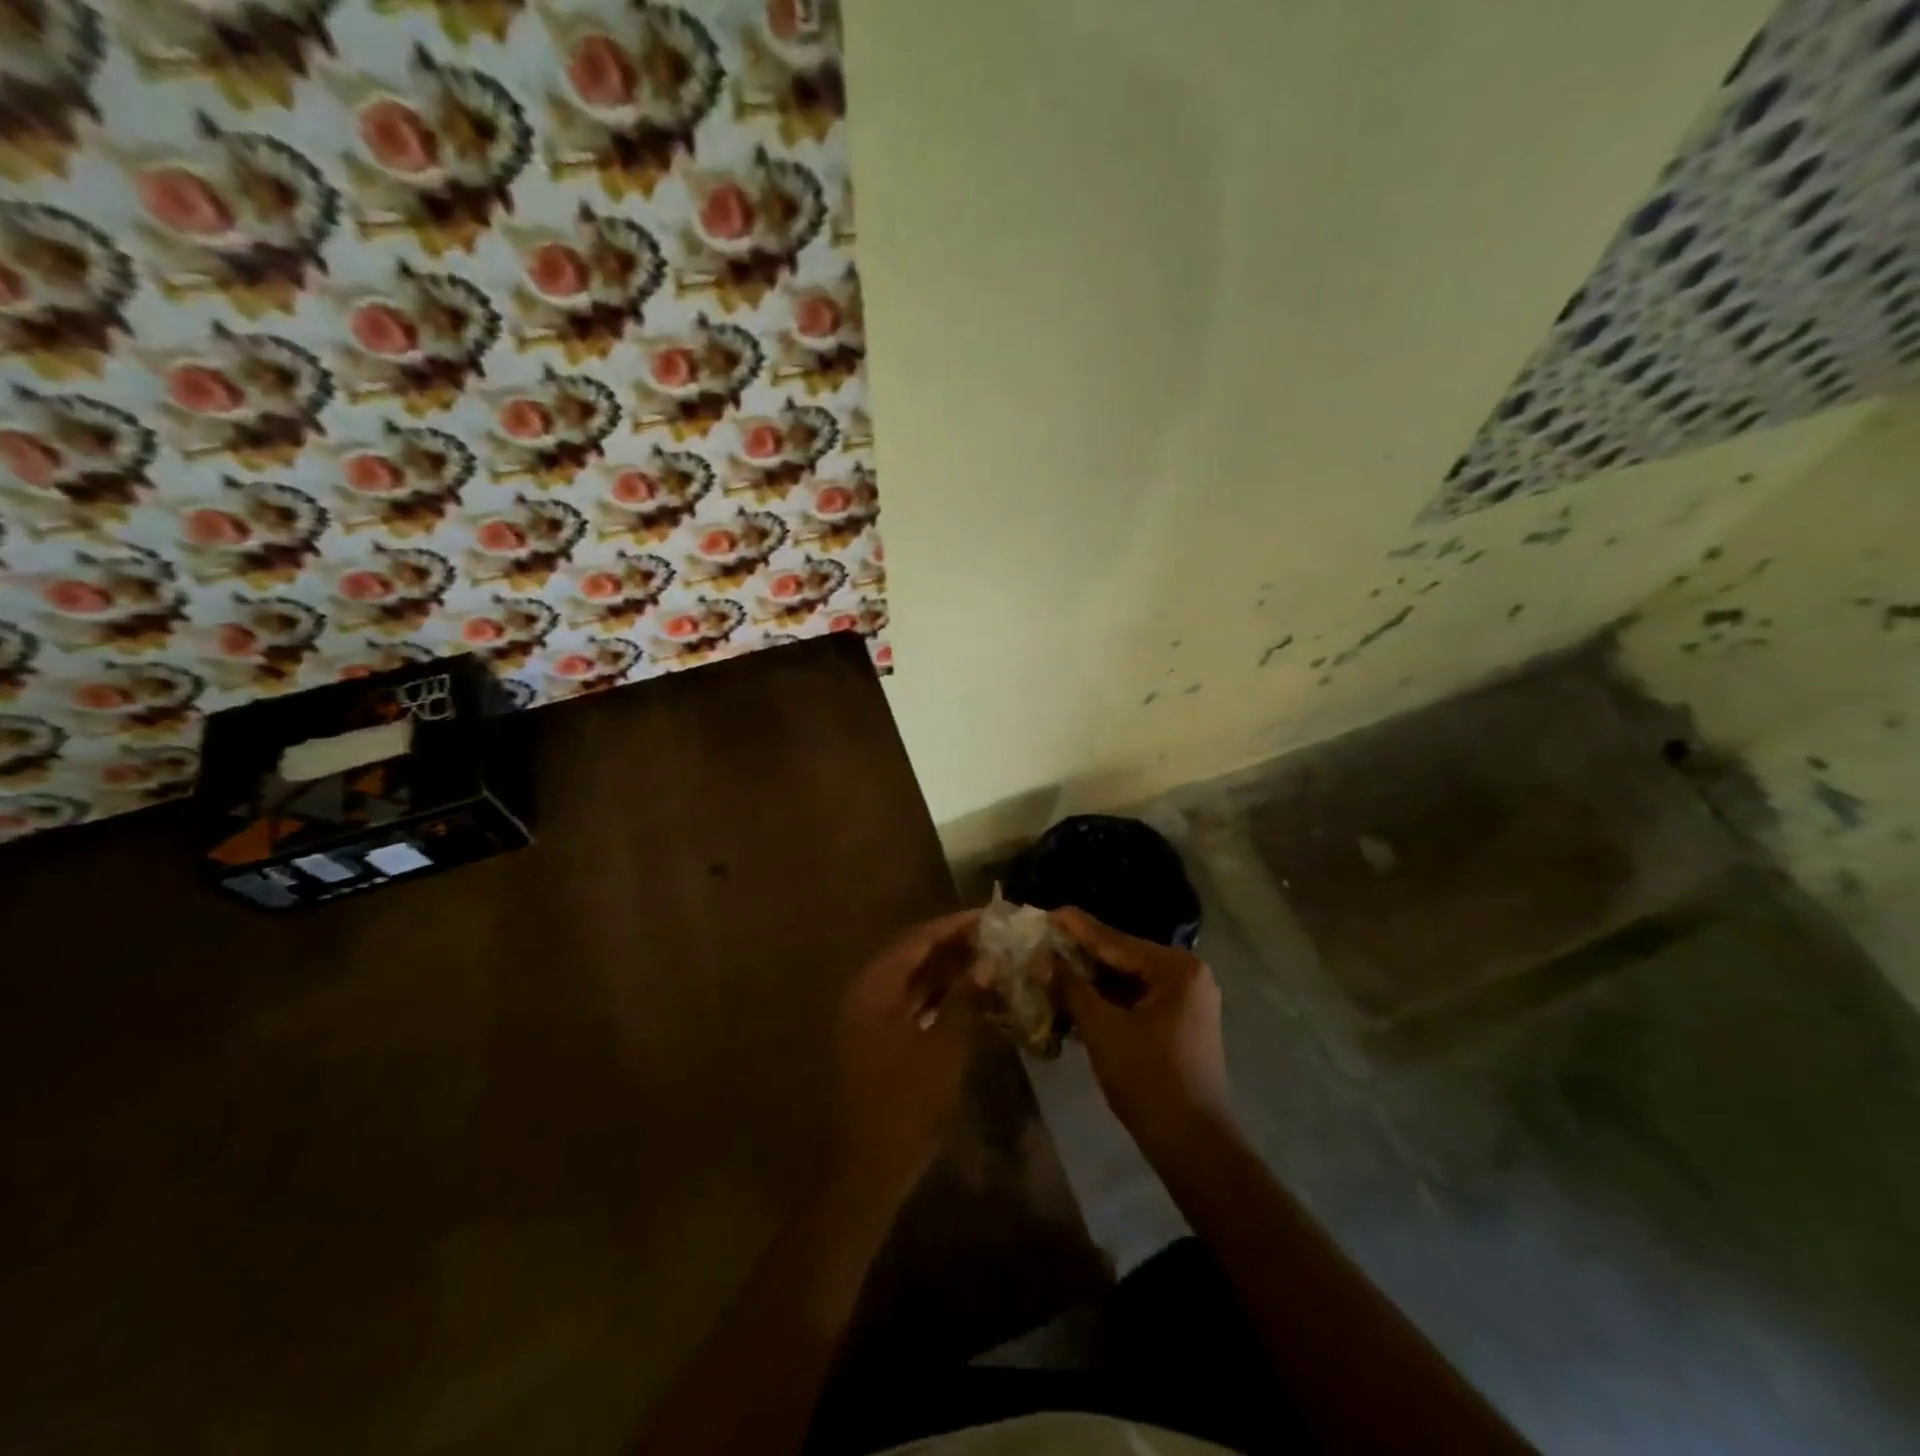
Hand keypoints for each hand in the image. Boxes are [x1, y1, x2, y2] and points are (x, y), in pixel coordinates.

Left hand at [830, 910, 981, 1200]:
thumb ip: (966, 1000)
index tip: (990, 915)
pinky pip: (912, 1004)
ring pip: (914, 981)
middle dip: (954, 945)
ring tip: (989, 959)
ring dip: (948, 970)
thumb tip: (989, 963)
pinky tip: (970, 996)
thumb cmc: (906, 1105)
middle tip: (994, 936)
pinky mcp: (879, 1040)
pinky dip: (940, 997)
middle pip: (914, 956)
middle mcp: (868, 994)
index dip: (954, 925)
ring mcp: (871, 1018)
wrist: (869, 1169)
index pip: (918, 940)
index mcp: (875, 988)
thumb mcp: (944, 1049)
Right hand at [1052, 906, 1232, 1154]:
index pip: (1116, 941)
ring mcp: (1186, 1000)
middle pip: (1122, 958)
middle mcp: (1187, 975)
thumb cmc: (1149, 1080)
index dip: (1078, 928)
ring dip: (1091, 981)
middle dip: (1081, 956)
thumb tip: (1043, 959)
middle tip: (1043, 943)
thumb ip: (1072, 988)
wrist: (1193, 1146)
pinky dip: (1107, 1001)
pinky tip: (1074, 1000)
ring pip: (1127, 981)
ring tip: (1051, 969)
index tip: (1048, 911)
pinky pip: (1136, 1000)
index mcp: (1176, 969)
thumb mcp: (1103, 1029)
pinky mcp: (1179, 1023)